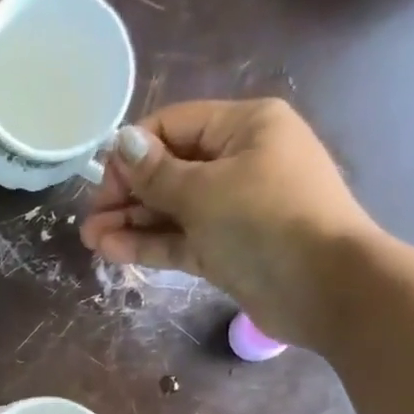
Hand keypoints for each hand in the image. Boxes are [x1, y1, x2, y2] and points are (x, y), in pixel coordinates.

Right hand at [80, 99, 382, 348]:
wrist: (324, 287)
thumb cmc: (266, 221)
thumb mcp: (204, 190)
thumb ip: (156, 172)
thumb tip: (120, 142)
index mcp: (244, 127)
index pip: (173, 126)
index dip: (133, 152)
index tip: (103, 184)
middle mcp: (238, 161)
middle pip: (169, 170)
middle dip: (127, 194)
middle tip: (89, 221)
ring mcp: (232, 209)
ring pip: (171, 210)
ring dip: (131, 223)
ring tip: (91, 241)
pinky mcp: (226, 249)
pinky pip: (181, 240)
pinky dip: (150, 244)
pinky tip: (112, 251)